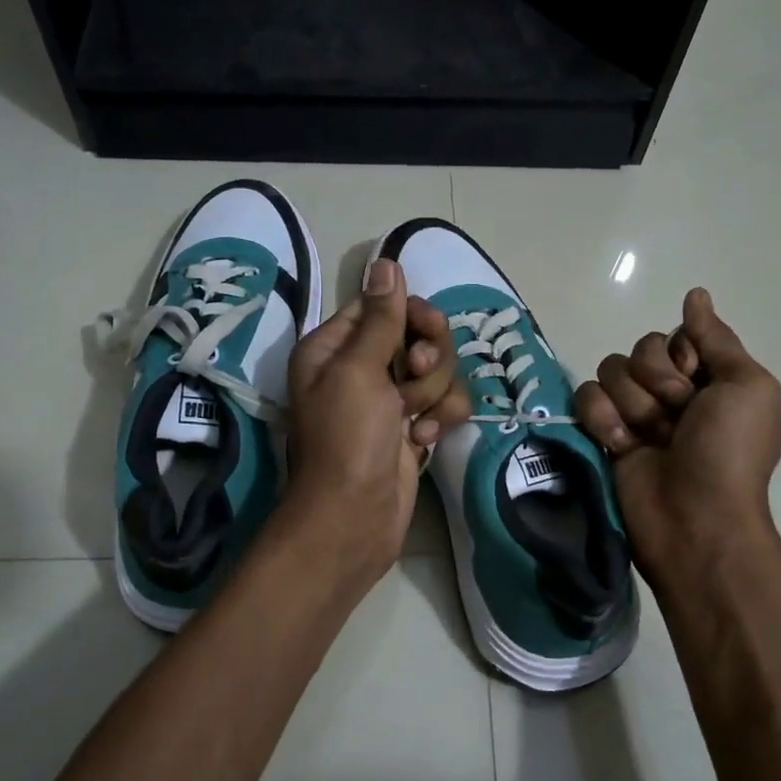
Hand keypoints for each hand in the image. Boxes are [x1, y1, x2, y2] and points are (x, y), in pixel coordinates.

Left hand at [282, 258, 470, 592]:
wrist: (354, 518)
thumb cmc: (347, 439)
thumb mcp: (358, 371)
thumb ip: (380, 318)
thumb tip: (385, 262)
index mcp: (335, 347)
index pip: (384, 306)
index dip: (410, 314)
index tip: (423, 333)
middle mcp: (362, 367)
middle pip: (418, 334)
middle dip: (427, 359)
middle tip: (414, 379)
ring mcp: (390, 399)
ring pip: (438, 369)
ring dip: (433, 394)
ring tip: (413, 423)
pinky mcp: (413, 426)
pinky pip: (445, 402)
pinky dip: (441, 419)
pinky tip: (423, 442)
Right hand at [573, 288, 780, 591]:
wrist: (694, 517)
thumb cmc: (730, 451)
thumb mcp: (746, 386)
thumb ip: (716, 338)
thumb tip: (695, 295)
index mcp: (708, 378)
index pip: (675, 336)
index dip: (681, 356)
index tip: (696, 382)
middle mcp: (670, 391)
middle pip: (641, 349)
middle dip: (657, 380)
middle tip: (677, 415)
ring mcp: (634, 412)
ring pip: (610, 370)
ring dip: (632, 404)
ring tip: (650, 437)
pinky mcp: (603, 432)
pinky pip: (586, 397)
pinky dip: (601, 418)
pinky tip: (620, 445)